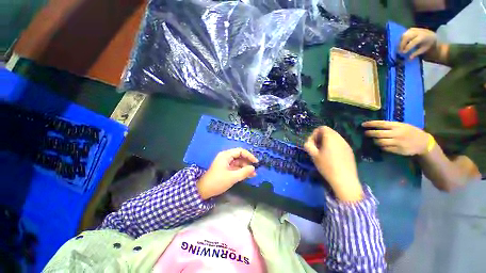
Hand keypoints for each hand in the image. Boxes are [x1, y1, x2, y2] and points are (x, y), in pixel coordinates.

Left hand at [197, 148, 257, 199]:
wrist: (204, 190)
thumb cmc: (218, 182)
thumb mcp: (232, 177)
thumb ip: (244, 172)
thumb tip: (253, 168)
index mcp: (226, 155)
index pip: (240, 151)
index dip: (249, 155)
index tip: (256, 162)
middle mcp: (226, 157)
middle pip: (240, 157)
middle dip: (248, 163)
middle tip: (255, 170)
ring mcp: (226, 163)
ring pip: (238, 163)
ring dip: (245, 168)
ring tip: (253, 175)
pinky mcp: (226, 169)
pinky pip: (235, 167)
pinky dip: (241, 171)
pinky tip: (247, 175)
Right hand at [304, 126, 362, 201]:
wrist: (344, 180)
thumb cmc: (327, 166)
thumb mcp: (313, 155)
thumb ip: (308, 145)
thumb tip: (308, 142)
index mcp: (330, 138)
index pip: (322, 128)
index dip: (315, 133)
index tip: (312, 143)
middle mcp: (340, 138)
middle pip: (328, 132)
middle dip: (320, 137)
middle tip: (316, 148)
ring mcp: (346, 144)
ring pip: (334, 138)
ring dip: (327, 142)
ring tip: (323, 152)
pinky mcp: (350, 151)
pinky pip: (340, 143)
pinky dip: (333, 146)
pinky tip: (332, 157)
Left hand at [362, 121, 429, 155]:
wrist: (423, 143)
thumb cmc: (410, 132)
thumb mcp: (402, 126)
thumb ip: (390, 126)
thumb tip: (374, 126)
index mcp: (397, 126)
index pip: (381, 124)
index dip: (371, 124)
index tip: (363, 124)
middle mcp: (396, 134)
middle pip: (378, 134)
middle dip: (369, 133)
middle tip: (365, 133)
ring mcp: (397, 143)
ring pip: (380, 142)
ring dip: (374, 141)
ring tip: (373, 139)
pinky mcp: (398, 150)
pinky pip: (385, 148)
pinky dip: (381, 147)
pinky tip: (380, 145)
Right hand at [400, 27, 436, 59]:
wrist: (432, 35)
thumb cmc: (428, 44)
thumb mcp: (424, 49)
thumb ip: (417, 53)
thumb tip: (410, 58)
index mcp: (422, 37)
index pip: (413, 42)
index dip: (407, 48)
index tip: (403, 53)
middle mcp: (418, 32)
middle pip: (406, 37)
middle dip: (402, 44)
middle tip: (400, 51)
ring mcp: (414, 29)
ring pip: (404, 34)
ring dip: (401, 41)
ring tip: (401, 47)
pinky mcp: (412, 29)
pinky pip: (405, 33)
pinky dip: (402, 38)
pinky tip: (402, 43)